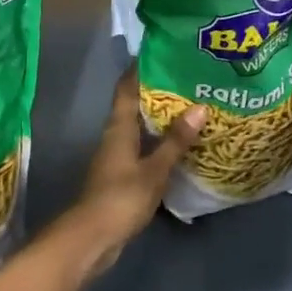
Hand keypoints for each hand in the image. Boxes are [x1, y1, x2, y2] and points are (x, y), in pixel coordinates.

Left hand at [53, 66, 204, 280]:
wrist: (92, 238)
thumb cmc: (121, 198)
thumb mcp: (154, 170)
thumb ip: (175, 141)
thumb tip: (199, 108)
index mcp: (118, 127)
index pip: (126, 88)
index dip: (141, 69)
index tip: (163, 52)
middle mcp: (114, 136)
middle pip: (135, 106)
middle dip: (158, 92)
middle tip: (189, 80)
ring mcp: (116, 157)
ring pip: (139, 128)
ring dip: (160, 118)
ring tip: (191, 108)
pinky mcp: (121, 176)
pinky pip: (143, 148)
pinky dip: (159, 142)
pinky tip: (180, 145)